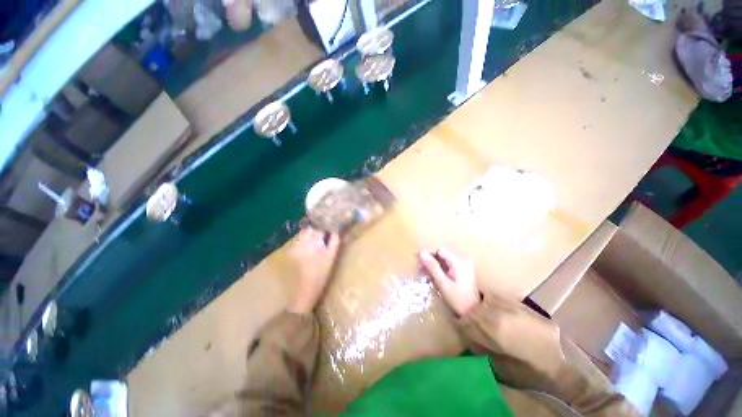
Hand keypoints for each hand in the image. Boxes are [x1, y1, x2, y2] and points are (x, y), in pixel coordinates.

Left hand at [288, 228, 340, 313]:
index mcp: (312, 245)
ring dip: (311, 234)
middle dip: (318, 229)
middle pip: (310, 229)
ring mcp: (293, 248)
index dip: (326, 226)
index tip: (331, 226)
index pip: (319, 229)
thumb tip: (335, 230)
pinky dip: (305, 241)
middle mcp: (300, 244)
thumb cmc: (320, 278)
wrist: (302, 294)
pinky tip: (310, 247)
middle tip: (325, 232)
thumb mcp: (330, 260)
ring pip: (303, 234)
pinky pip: (299, 241)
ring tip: (318, 239)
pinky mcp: (289, 253)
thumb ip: (334, 243)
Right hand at [419, 248, 481, 316]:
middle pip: (442, 254)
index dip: (428, 253)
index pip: (439, 250)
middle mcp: (462, 260)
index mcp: (458, 261)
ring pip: (444, 259)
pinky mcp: (464, 272)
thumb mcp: (443, 283)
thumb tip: (421, 254)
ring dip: (434, 264)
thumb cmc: (459, 299)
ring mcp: (464, 266)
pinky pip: (448, 265)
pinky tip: (433, 275)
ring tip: (424, 272)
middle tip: (419, 267)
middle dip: (430, 259)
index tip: (418, 259)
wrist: (476, 313)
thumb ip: (433, 267)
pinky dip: (440, 268)